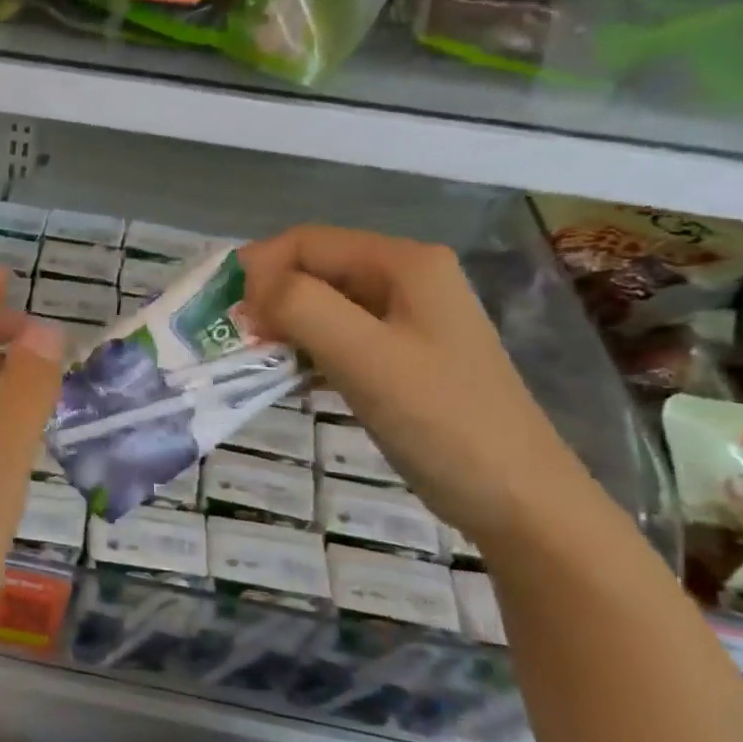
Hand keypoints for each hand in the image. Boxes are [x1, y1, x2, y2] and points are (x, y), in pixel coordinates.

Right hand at [240, 226, 596, 549]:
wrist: (517, 499)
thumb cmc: (442, 421)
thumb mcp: (365, 358)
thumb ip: (302, 308)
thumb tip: (250, 289)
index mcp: (404, 263)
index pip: (307, 242)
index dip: (259, 269)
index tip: (225, 315)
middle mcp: (405, 279)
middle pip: (314, 270)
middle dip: (268, 299)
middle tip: (234, 341)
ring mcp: (405, 320)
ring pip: (322, 306)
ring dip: (283, 328)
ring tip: (255, 362)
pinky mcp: (400, 357)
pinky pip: (337, 339)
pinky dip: (305, 354)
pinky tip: (288, 382)